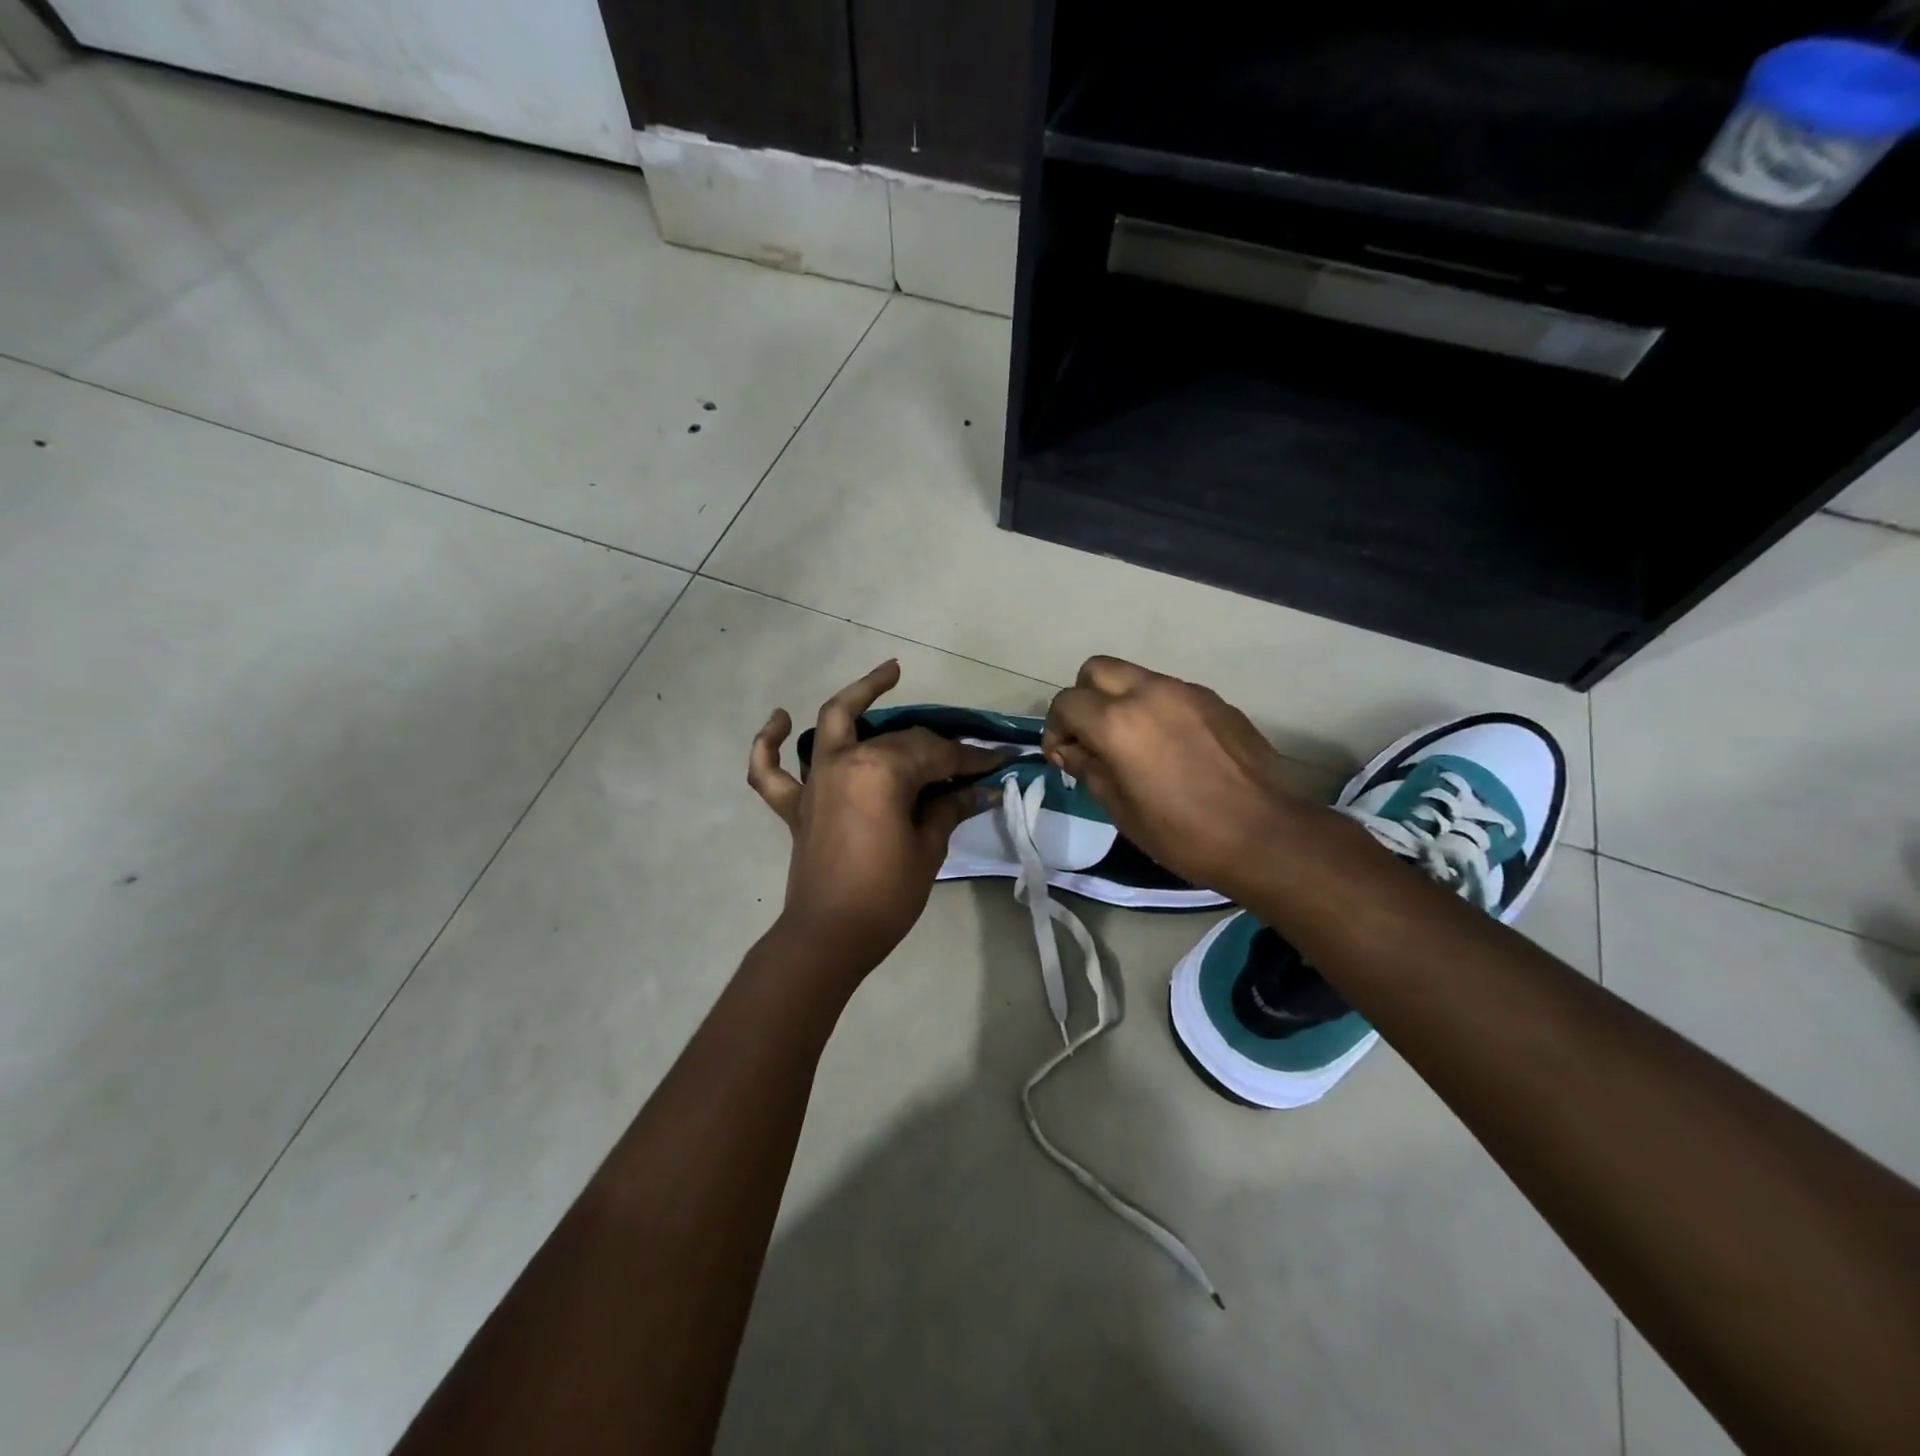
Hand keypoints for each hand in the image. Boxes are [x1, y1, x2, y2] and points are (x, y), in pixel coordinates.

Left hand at [748, 660, 1006, 972]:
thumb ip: (949, 808)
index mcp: (881, 771)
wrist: (829, 937)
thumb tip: (982, 790)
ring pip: (834, 722)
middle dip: (938, 747)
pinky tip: (780, 718)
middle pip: (899, 739)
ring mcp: (814, 779)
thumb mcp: (928, 849)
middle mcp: (844, 761)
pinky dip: (769, 741)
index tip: (1001, 761)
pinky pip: (770, 768)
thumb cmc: (886, 895)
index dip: (971, 760)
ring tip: (890, 675)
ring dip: (860, 695)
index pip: (936, 755)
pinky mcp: (794, 804)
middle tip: (968, 758)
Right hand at [1043, 656, 1315, 904]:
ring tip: (1133, 744)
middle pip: (1096, 669)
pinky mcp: (1215, 700)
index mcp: (1118, 722)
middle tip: (1093, 737)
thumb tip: (1073, 750)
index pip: (1066, 703)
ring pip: (1136, 676)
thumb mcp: (1120, 809)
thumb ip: (1088, 768)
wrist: (1264, 835)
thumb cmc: (1182, 833)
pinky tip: (1171, 748)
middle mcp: (1149, 693)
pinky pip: (1170, 692)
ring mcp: (1186, 692)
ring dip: (1121, 701)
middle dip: (1085, 698)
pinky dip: (1156, 709)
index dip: (1056, 730)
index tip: (1064, 758)